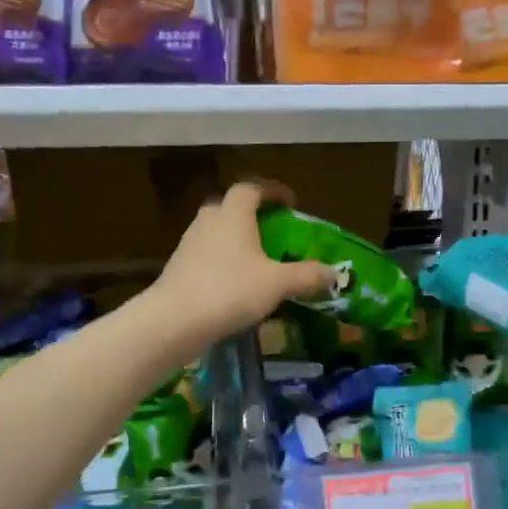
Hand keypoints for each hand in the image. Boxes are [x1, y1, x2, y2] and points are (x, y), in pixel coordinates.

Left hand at [152, 181, 335, 343]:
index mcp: (233, 213)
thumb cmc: (230, 290)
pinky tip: (234, 284)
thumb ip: (307, 275)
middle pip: (230, 207)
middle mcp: (209, 221)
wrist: (174, 320)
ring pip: (216, 232)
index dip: (272, 192)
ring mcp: (189, 243)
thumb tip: (333, 272)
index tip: (290, 204)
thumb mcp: (277, 283)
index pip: (252, 188)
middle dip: (251, 215)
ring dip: (235, 239)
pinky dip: (222, 261)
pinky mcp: (178, 267)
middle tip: (271, 231)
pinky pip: (206, 255)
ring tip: (256, 260)